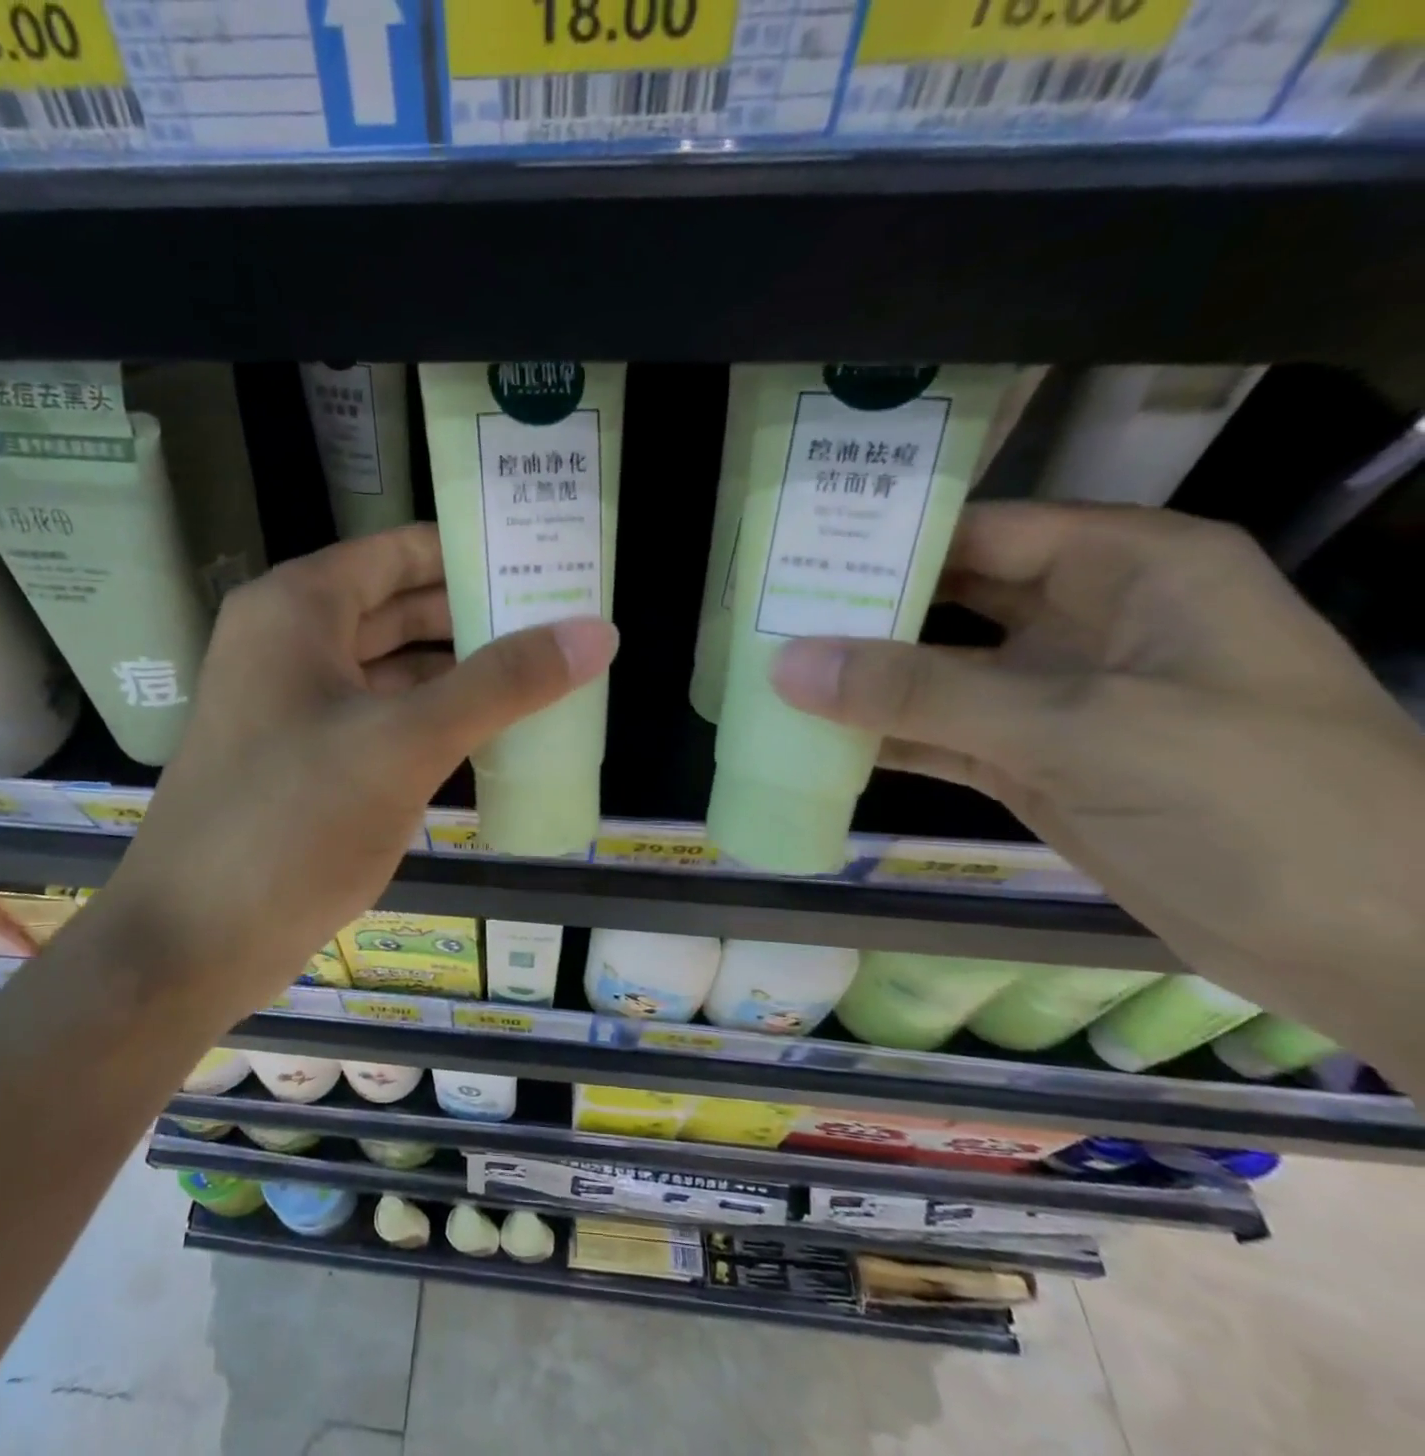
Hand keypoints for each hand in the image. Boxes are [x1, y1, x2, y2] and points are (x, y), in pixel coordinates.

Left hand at [103, 524, 615, 1019]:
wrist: (191, 942)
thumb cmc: (292, 823)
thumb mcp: (406, 744)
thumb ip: (502, 683)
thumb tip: (595, 632)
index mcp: (298, 608)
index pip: (403, 551)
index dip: (476, 552)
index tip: (548, 563)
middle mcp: (290, 641)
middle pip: (401, 606)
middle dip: (478, 614)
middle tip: (565, 621)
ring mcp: (294, 702)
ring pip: (393, 665)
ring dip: (461, 670)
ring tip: (546, 673)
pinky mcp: (305, 756)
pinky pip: (382, 715)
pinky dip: (433, 717)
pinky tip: (491, 731)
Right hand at [768, 503, 1424, 1066]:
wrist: (1372, 947)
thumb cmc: (1255, 799)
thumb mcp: (1079, 727)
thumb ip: (924, 692)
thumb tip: (788, 666)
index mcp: (1129, 569)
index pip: (982, 529)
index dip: (889, 539)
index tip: (795, 556)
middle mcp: (1088, 621)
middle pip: (950, 601)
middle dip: (863, 612)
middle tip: (765, 617)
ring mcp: (1059, 699)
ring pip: (938, 674)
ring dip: (864, 681)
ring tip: (770, 676)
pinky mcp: (1037, 765)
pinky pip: (942, 736)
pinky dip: (885, 739)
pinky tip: (817, 740)